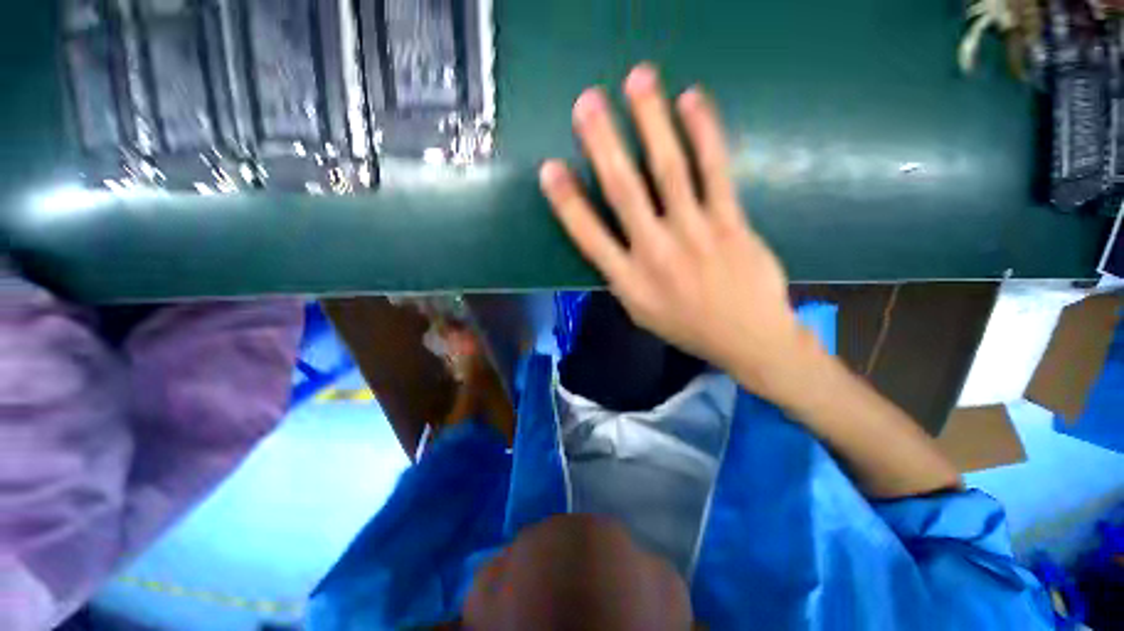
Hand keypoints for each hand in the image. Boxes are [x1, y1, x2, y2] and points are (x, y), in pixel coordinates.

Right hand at [539, 63, 807, 395]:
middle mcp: (656, 253)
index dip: (567, 202)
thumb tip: (608, 244)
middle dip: (603, 144)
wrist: (748, 339)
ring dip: (651, 122)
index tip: (550, 169)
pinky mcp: (730, 222)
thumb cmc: (687, 327)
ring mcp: (695, 233)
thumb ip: (622, 278)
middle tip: (586, 102)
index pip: (588, 237)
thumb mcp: (641, 314)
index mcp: (629, 281)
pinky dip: (704, 133)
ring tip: (638, 80)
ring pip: (668, 171)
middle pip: (624, 192)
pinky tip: (692, 102)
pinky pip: (715, 171)